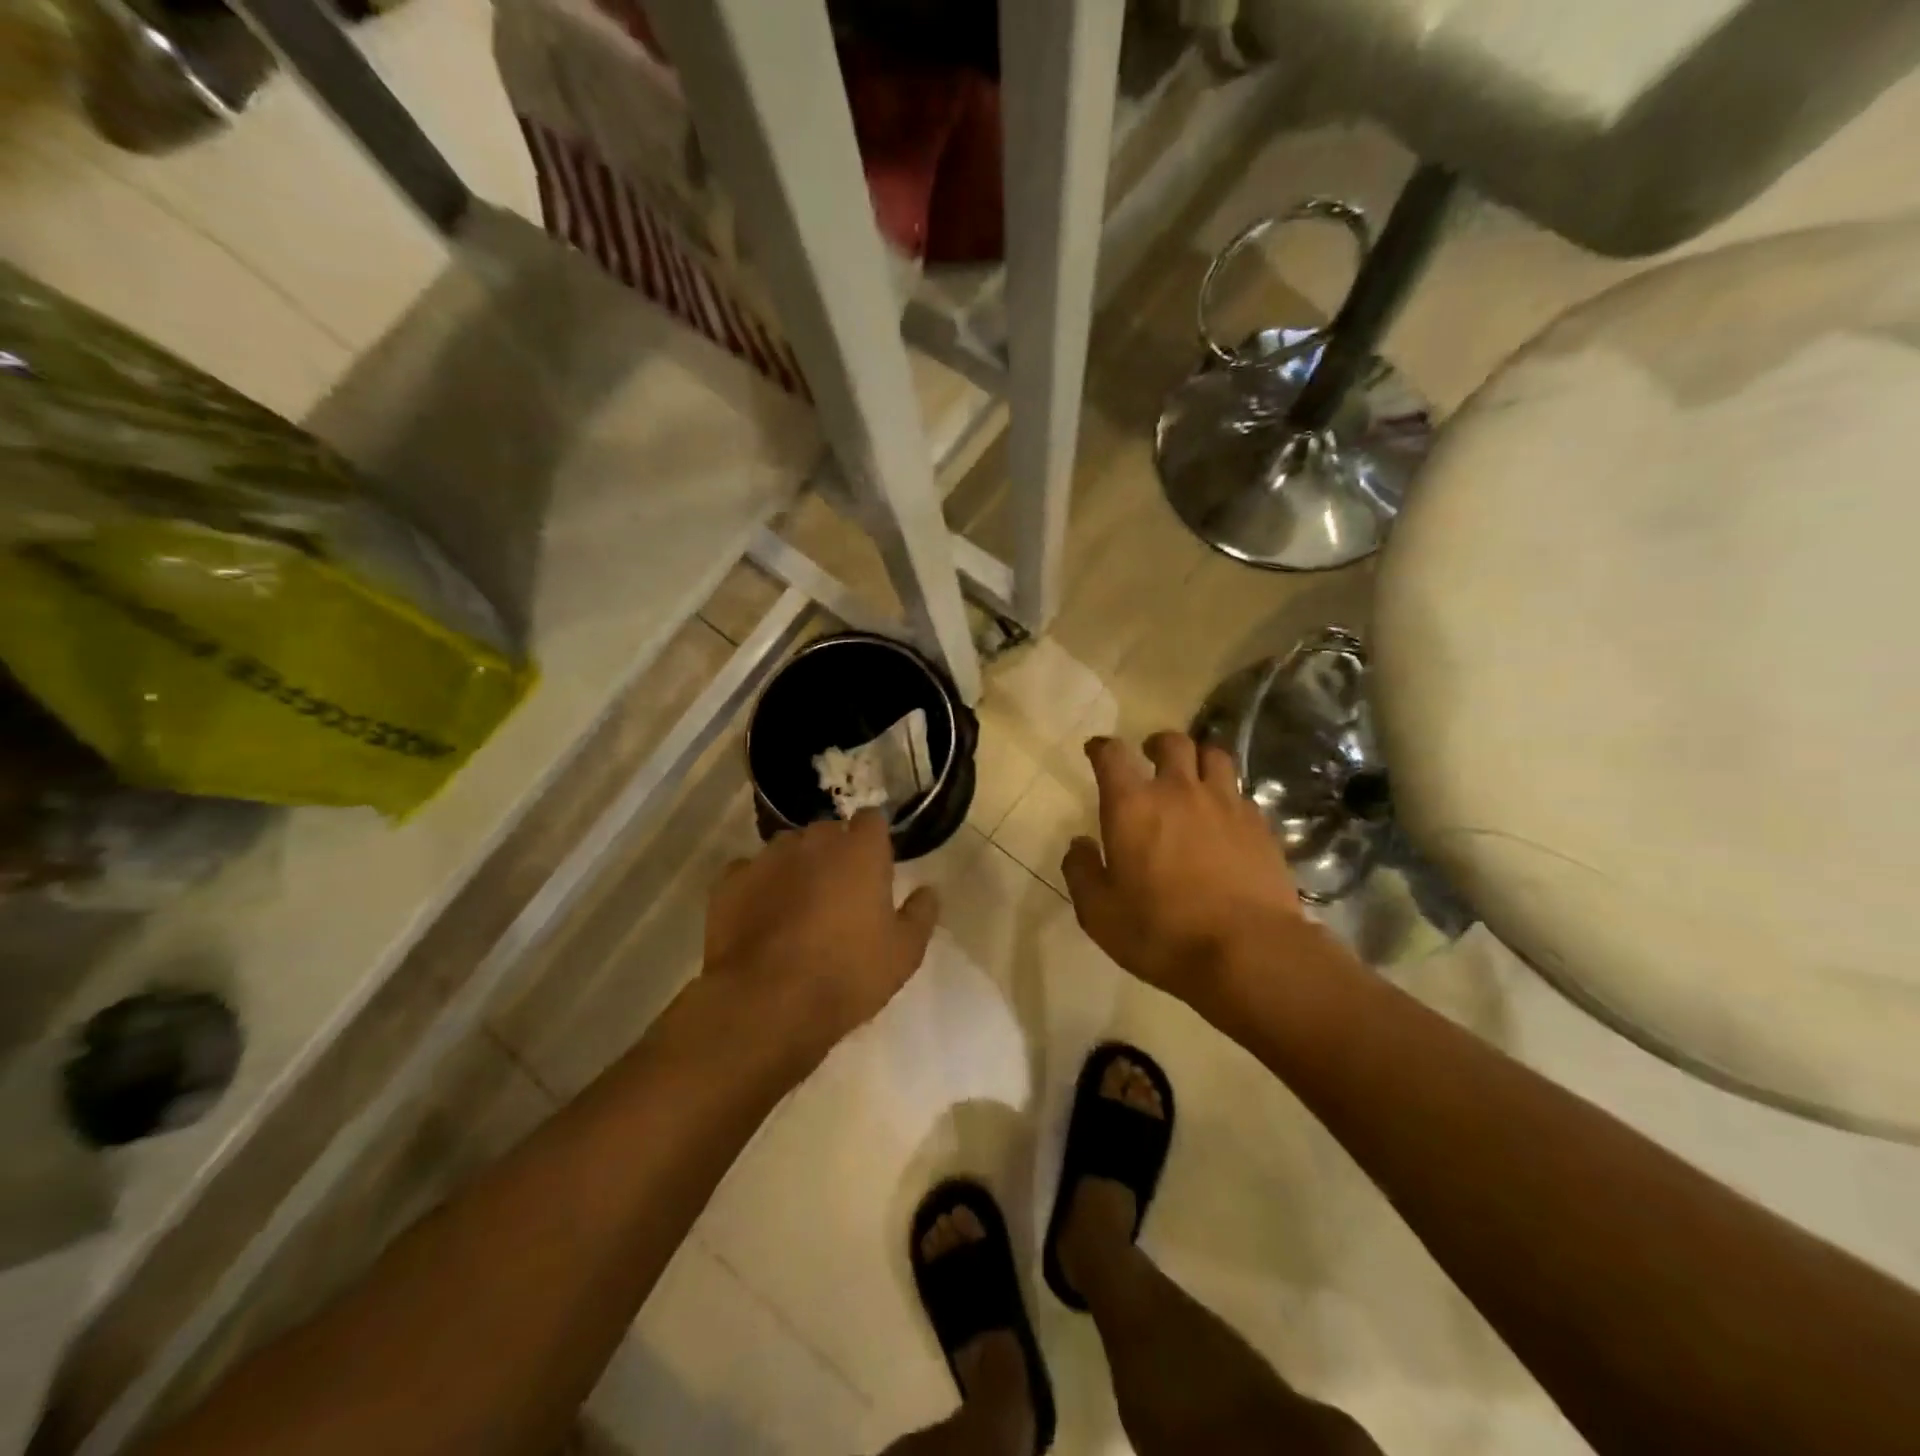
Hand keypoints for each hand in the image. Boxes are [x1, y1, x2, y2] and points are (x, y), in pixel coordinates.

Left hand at [704, 811, 938, 1073]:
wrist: (767, 1003)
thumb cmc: (847, 974)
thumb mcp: (904, 953)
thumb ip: (921, 914)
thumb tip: (929, 891)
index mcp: (860, 851)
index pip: (871, 819)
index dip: (874, 840)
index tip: (876, 864)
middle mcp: (814, 841)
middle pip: (828, 831)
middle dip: (835, 852)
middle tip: (840, 891)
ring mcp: (767, 857)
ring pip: (788, 849)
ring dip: (796, 866)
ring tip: (798, 905)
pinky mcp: (730, 881)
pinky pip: (750, 872)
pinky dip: (758, 886)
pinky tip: (761, 915)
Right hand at [1061, 732, 1326, 1019]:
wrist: (1248, 952)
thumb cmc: (1161, 932)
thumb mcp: (1099, 913)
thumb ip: (1082, 872)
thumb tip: (1079, 844)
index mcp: (1132, 806)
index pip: (1112, 756)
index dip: (1102, 748)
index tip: (1096, 749)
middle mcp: (1179, 791)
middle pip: (1172, 743)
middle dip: (1156, 744)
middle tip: (1150, 756)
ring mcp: (1225, 804)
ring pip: (1214, 756)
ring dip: (1198, 758)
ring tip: (1193, 775)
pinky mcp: (1260, 824)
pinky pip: (1241, 792)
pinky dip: (1228, 794)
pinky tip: (1225, 816)